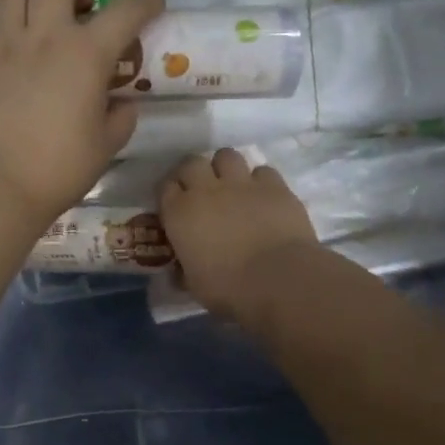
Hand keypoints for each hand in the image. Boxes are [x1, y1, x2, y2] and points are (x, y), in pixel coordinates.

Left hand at [0, 0, 165, 221]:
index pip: (127, 8)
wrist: (0, 184)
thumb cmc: (60, 168)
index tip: (151, 4)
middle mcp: (45, 35)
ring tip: (37, 14)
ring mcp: (4, 41)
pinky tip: (4, 24)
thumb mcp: (108, 144)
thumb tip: (120, 100)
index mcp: (87, 54)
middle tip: (78, 8)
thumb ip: (121, 114)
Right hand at [159, 148, 318, 321]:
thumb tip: (179, 272)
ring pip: (227, 155)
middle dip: (194, 173)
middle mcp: (206, 189)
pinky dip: (260, 181)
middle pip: (192, 162)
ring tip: (232, 186)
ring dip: (226, 168)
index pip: (165, 187)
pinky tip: (263, 197)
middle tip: (201, 190)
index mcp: (180, 212)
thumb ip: (184, 271)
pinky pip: (262, 171)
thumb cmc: (229, 289)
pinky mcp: (275, 186)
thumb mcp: (194, 285)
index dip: (170, 194)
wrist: (279, 280)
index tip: (175, 205)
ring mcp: (242, 183)